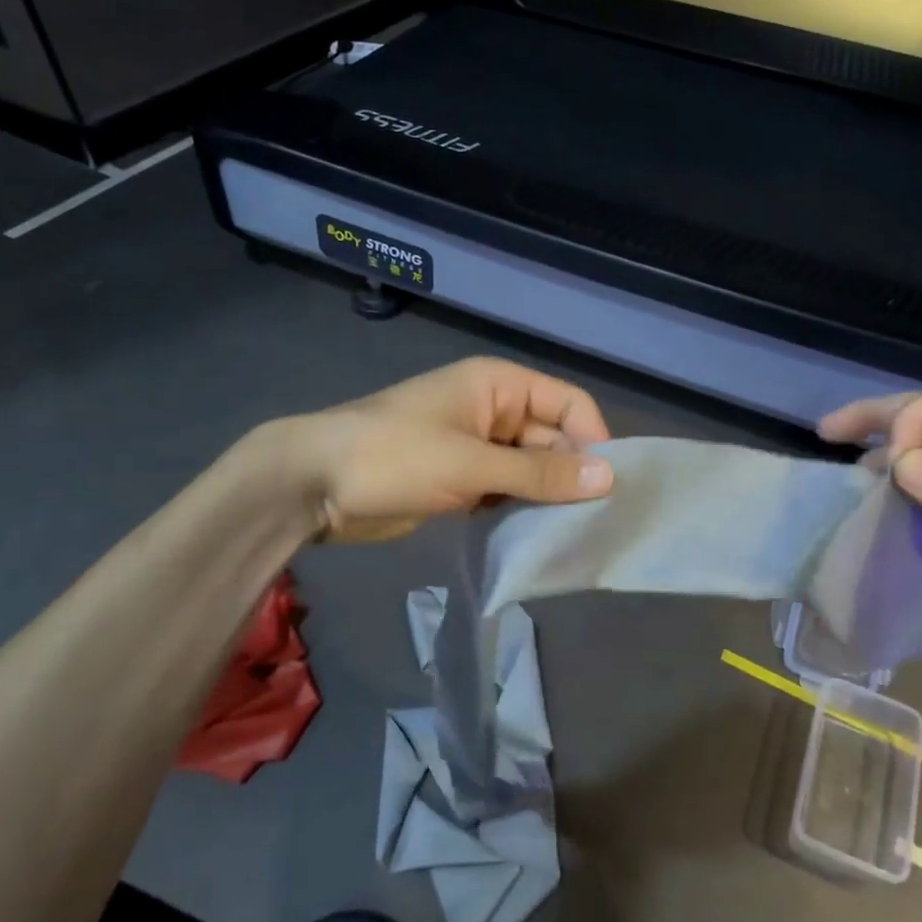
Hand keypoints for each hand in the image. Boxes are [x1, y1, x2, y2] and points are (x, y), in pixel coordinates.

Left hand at [275, 358, 614, 542]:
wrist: (312, 484)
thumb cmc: (394, 457)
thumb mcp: (471, 464)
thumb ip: (540, 472)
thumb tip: (609, 477)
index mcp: (500, 386)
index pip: (569, 404)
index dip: (593, 439)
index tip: (607, 487)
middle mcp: (495, 410)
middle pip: (553, 437)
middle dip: (571, 474)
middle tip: (594, 521)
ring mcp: (477, 446)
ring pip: (532, 468)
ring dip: (547, 495)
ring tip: (571, 533)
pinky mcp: (462, 478)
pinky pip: (507, 489)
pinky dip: (520, 508)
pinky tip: (534, 536)